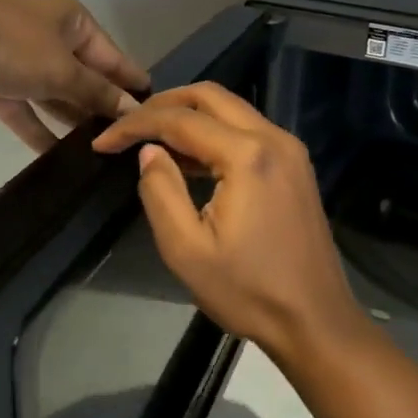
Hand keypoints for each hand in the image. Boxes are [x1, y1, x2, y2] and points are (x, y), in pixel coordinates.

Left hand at [0, 0, 148, 153]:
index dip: (130, 79)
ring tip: (95, 149)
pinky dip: (36, 125)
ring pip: (50, 89)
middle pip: (81, 71)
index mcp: (69, 16)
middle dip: (99, 103)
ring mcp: (14, 51)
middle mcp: (44, 29)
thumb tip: (132, 109)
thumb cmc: (13, 45)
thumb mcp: (63, 70)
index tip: (153, 105)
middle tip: (124, 136)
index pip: (110, 52)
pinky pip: (21, 104)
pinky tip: (55, 155)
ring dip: (68, 117)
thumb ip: (97, 92)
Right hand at [93, 83, 371, 369]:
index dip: (135, 125)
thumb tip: (150, 151)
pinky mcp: (295, 167)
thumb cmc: (248, 291)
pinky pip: (248, 132)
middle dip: (164, 104)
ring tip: (150, 139)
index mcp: (248, 156)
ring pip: (232, 110)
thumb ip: (160, 191)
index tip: (102, 141)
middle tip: (128, 125)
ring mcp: (290, 151)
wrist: (315, 320)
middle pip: (211, 97)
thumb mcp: (187, 249)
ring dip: (190, 116)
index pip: (181, 120)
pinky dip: (214, 133)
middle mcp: (274, 139)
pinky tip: (189, 158)